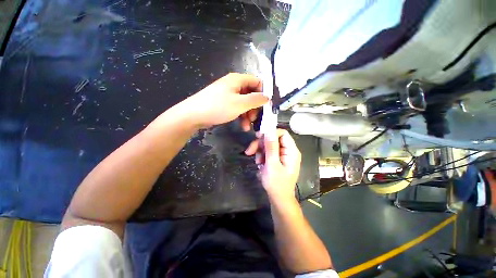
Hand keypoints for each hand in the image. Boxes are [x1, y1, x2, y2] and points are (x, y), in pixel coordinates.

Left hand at [183, 73, 267, 129]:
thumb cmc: (218, 107)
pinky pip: (237, 108)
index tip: (267, 106)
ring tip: (248, 126)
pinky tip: (242, 126)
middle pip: (251, 94)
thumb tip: (267, 97)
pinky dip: (241, 116)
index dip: (264, 93)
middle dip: (255, 108)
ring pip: (244, 103)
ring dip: (248, 115)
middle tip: (255, 119)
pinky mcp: (224, 104)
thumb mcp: (240, 104)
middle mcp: (233, 85)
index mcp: (237, 80)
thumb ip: (255, 100)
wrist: (193, 115)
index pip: (257, 82)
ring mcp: (228, 95)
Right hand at [245, 129, 301, 201]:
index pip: (282, 133)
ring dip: (260, 151)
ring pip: (269, 145)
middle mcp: (289, 151)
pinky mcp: (278, 159)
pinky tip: (260, 164)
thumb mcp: (272, 164)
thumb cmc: (276, 184)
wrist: (279, 199)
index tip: (257, 136)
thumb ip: (271, 147)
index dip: (270, 132)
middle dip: (261, 144)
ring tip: (258, 162)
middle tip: (250, 151)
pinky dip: (262, 156)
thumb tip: (269, 130)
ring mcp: (283, 155)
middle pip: (273, 139)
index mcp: (291, 151)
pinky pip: (269, 152)